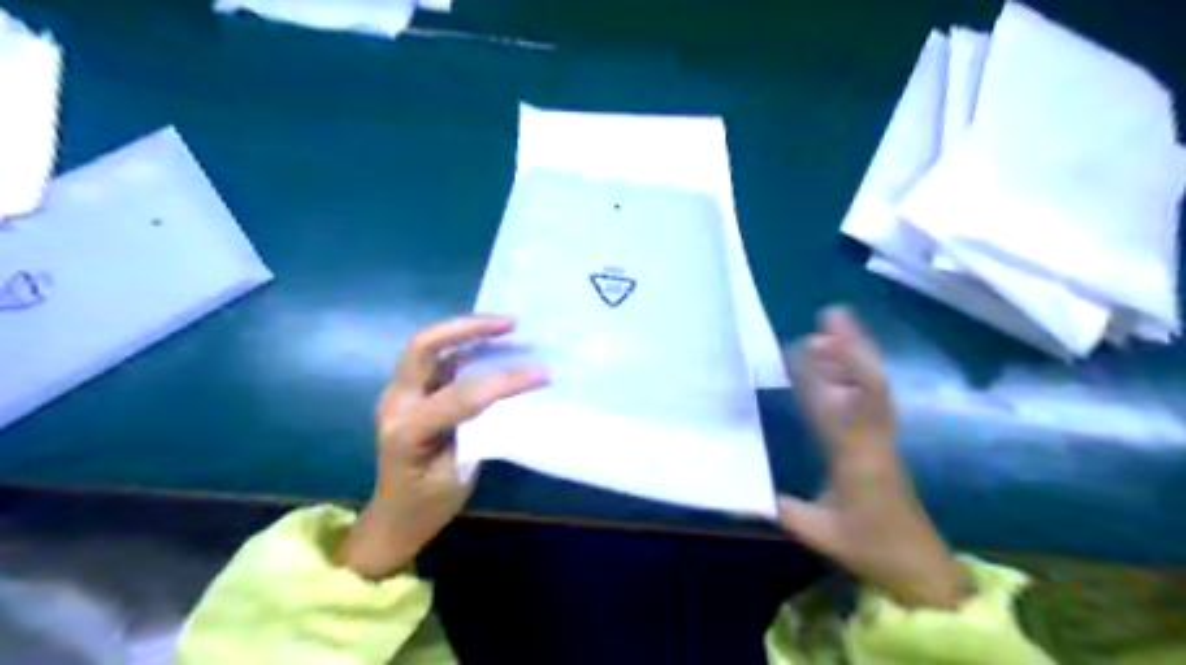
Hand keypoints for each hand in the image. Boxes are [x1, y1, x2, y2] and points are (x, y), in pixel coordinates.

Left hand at [337, 316, 544, 578]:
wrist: (394, 517)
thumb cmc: (427, 505)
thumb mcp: (459, 476)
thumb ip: (478, 433)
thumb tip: (508, 400)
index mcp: (406, 432)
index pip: (459, 396)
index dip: (502, 382)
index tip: (541, 374)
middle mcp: (395, 403)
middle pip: (423, 347)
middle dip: (467, 328)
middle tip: (510, 323)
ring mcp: (398, 394)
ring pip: (428, 346)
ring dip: (466, 331)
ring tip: (506, 325)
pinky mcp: (409, 392)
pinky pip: (435, 359)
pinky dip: (464, 345)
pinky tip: (491, 344)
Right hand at [779, 306, 972, 607]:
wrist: (920, 566)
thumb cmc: (871, 548)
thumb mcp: (821, 535)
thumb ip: (782, 509)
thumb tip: (738, 491)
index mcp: (857, 461)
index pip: (842, 410)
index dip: (824, 377)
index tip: (804, 347)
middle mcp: (873, 440)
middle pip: (869, 386)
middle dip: (851, 349)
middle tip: (830, 314)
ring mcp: (882, 438)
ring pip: (874, 387)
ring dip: (857, 352)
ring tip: (836, 321)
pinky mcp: (882, 439)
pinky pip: (873, 397)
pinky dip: (857, 371)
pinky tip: (842, 357)